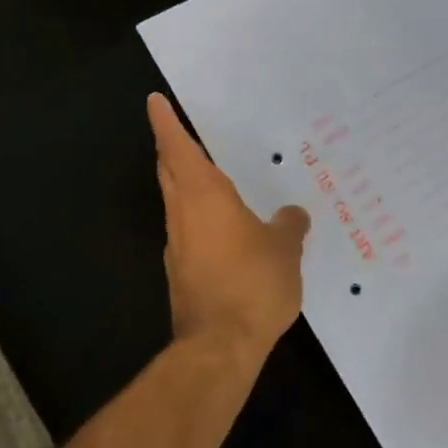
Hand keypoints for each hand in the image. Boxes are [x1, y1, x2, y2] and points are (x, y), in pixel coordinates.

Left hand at [148, 93, 308, 367]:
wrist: (218, 347)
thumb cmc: (252, 284)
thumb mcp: (284, 250)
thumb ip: (289, 225)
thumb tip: (292, 214)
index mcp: (204, 195)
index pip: (177, 147)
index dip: (165, 122)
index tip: (154, 101)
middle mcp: (183, 213)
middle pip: (169, 171)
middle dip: (172, 149)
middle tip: (184, 132)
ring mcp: (178, 245)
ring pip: (176, 201)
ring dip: (186, 184)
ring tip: (215, 178)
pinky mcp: (181, 272)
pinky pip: (188, 231)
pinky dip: (200, 219)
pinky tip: (226, 230)